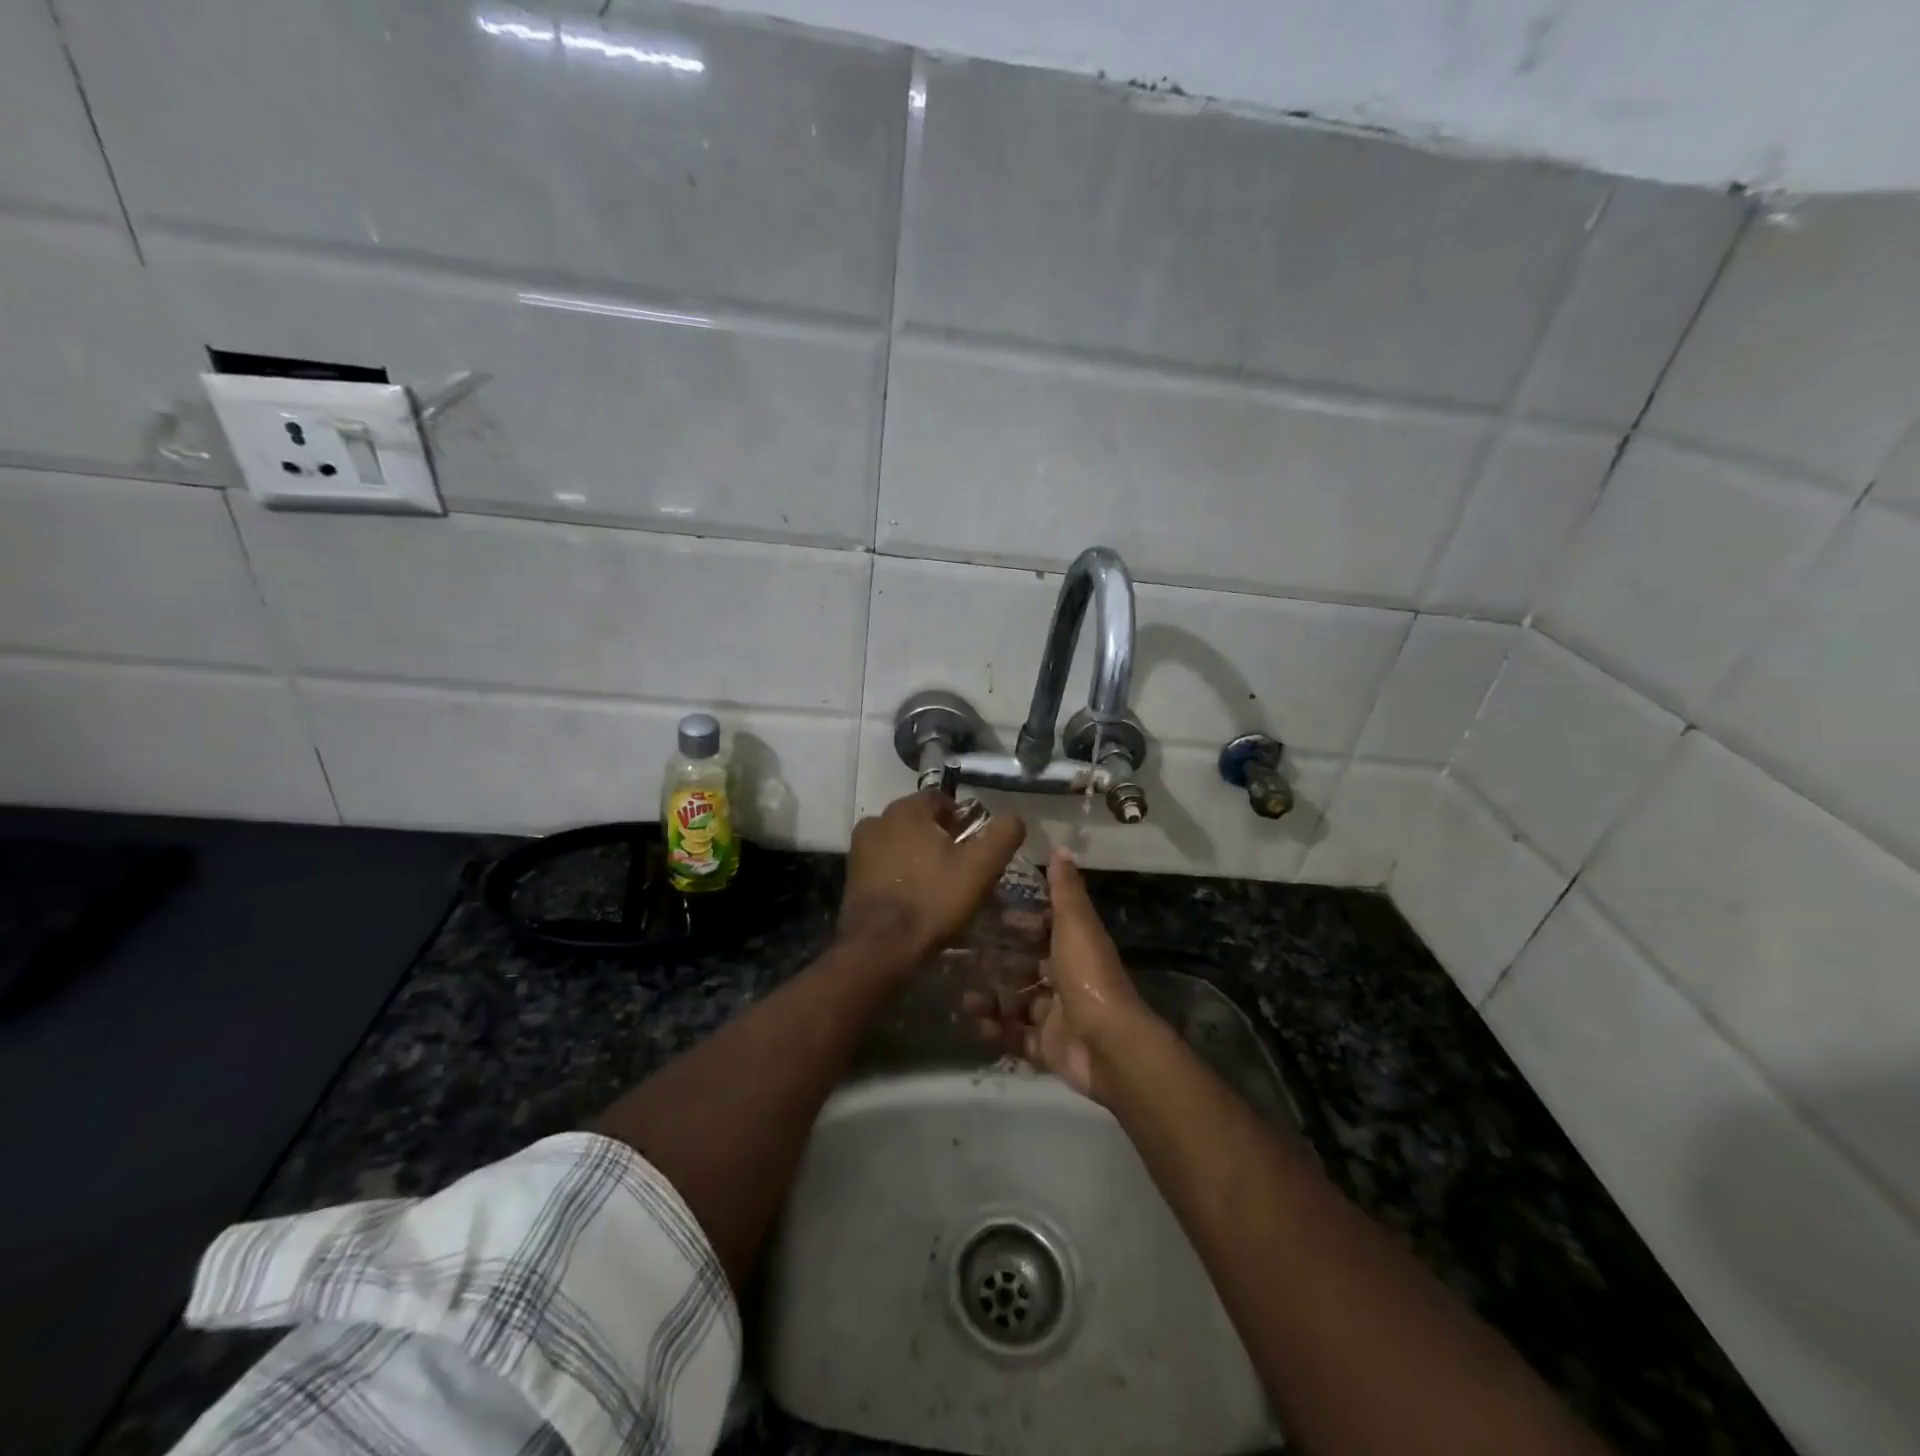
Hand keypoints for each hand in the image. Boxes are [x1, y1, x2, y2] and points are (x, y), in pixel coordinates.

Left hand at [837, 789, 1026, 970]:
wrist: (880, 948)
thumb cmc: (933, 900)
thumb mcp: (980, 867)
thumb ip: (1002, 835)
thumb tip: (1014, 817)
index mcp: (906, 809)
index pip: (941, 800)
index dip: (962, 822)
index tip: (974, 848)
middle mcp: (877, 820)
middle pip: (919, 821)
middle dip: (940, 840)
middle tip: (960, 870)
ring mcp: (859, 849)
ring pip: (901, 844)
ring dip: (919, 858)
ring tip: (937, 887)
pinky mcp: (851, 876)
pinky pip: (884, 865)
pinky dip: (900, 875)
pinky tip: (914, 899)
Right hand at [966, 847, 1148, 1101]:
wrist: (1109, 1045)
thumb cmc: (1088, 976)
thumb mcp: (1075, 924)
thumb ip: (1065, 890)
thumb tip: (1061, 847)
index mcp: (1075, 950)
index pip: (1045, 931)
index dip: (1021, 924)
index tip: (989, 916)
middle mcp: (1067, 981)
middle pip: (1027, 969)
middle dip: (998, 964)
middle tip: (964, 958)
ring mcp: (1058, 1018)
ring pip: (1018, 1004)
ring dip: (992, 999)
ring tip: (966, 997)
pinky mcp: (1049, 1049)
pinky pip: (1017, 1038)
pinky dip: (997, 1031)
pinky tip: (976, 1023)